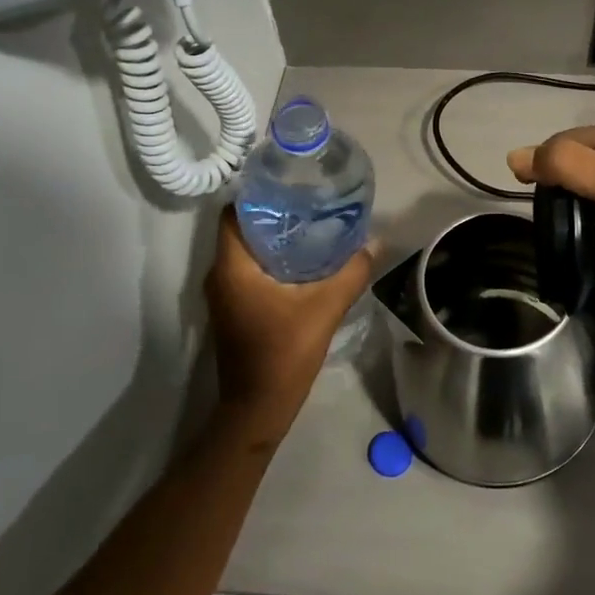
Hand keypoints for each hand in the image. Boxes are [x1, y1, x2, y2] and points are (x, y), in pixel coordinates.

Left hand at [204, 209, 375, 442]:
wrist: (258, 408)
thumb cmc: (284, 353)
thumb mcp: (325, 308)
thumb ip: (351, 272)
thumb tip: (375, 243)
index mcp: (232, 267)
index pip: (233, 213)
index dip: (258, 195)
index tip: (289, 186)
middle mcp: (219, 276)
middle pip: (241, 229)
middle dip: (272, 214)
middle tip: (308, 202)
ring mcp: (223, 295)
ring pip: (245, 251)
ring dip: (272, 238)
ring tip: (310, 225)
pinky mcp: (232, 310)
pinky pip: (247, 270)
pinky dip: (269, 260)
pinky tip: (301, 261)